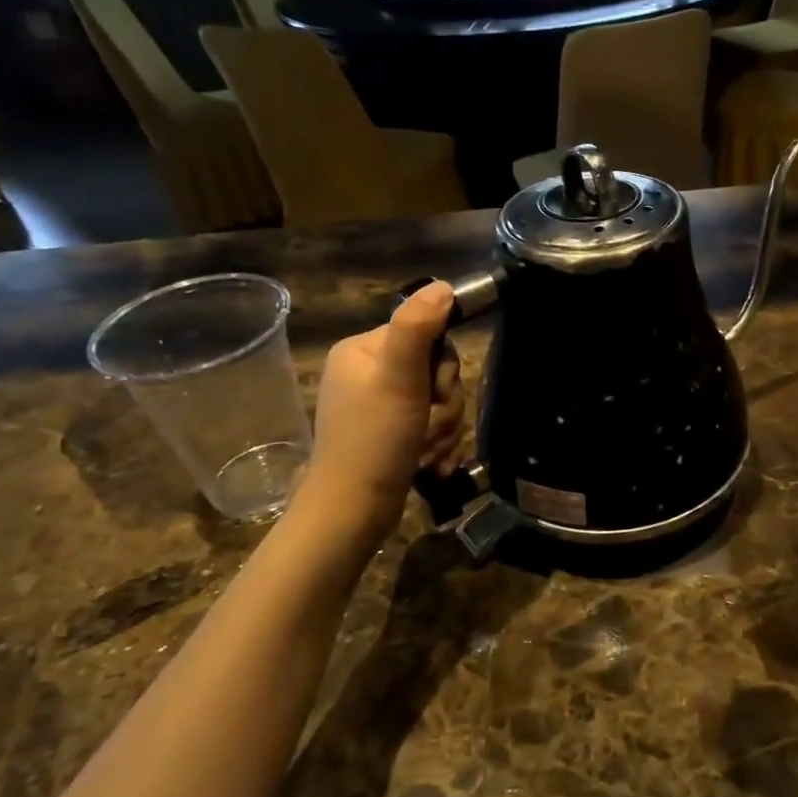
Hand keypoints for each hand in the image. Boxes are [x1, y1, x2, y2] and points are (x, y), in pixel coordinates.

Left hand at [298, 282, 467, 542]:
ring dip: (443, 429)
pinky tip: (429, 464)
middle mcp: (368, 372)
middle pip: (436, 371)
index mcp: (362, 349)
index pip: (426, 335)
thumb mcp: (398, 379)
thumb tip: (444, 285)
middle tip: (426, 428)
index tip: (433, 394)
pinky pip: (431, 426)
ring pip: (440, 402)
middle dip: (443, 405)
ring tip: (425, 452)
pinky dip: (437, 446)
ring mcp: (379, 405)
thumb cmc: (374, 440)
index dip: (441, 368)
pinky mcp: (390, 434)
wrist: (354, 511)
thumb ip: (418, 328)